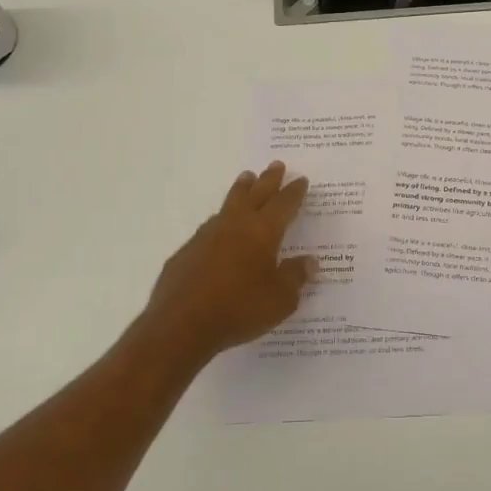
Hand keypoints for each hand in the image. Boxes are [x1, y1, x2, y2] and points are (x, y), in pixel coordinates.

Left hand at [134, 162, 316, 365]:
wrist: (181, 326)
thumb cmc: (240, 309)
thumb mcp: (281, 300)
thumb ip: (295, 277)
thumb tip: (309, 262)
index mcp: (262, 232)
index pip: (284, 205)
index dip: (294, 192)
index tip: (301, 179)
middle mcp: (234, 226)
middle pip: (255, 194)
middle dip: (268, 179)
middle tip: (276, 165)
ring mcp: (206, 236)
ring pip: (228, 205)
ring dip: (241, 191)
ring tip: (246, 180)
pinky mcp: (186, 252)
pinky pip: (209, 229)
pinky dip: (220, 222)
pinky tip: (219, 229)